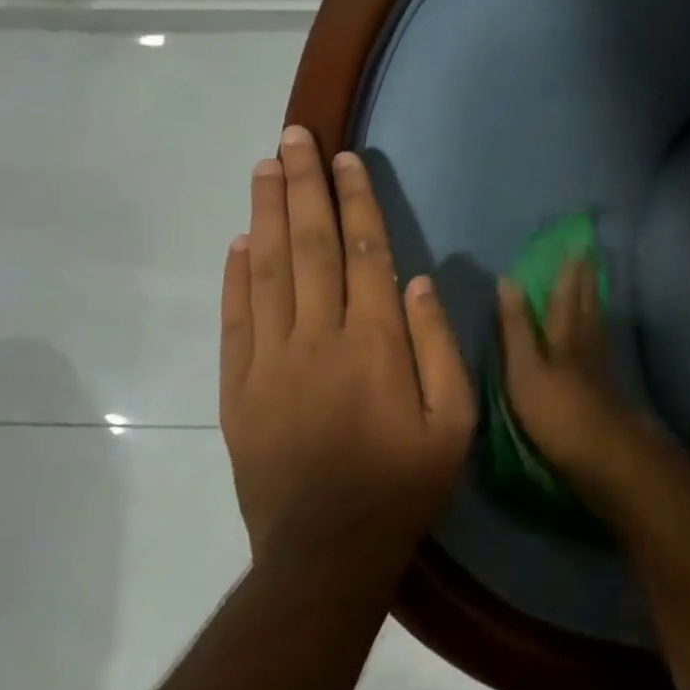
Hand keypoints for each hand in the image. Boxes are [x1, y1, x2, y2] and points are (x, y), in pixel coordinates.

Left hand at [221, 127, 475, 558]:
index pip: (363, 253)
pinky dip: (236, 275)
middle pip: (309, 247)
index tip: (345, 159)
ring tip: (264, 167)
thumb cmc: (404, 483)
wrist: (327, 552)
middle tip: (293, 138)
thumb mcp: (454, 422)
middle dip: (303, 187)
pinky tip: (240, 240)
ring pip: (267, 271)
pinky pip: (235, 320)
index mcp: (374, 344)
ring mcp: (270, 362)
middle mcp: (318, 339)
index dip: (355, 201)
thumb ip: (438, 347)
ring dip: (267, 214)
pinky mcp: (239, 389)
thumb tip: (419, 284)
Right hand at [495, 258, 669, 513]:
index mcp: (565, 335)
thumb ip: (517, 328)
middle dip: (587, 279)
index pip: (566, 294)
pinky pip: (603, 343)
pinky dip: (600, 329)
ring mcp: (601, 365)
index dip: (569, 270)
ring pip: (599, 322)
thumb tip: (508, 282)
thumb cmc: (556, 412)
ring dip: (596, 299)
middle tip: (591, 255)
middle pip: (589, 304)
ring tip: (596, 283)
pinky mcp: (608, 387)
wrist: (604, 457)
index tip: (575, 245)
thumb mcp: (525, 369)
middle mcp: (587, 342)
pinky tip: (600, 334)